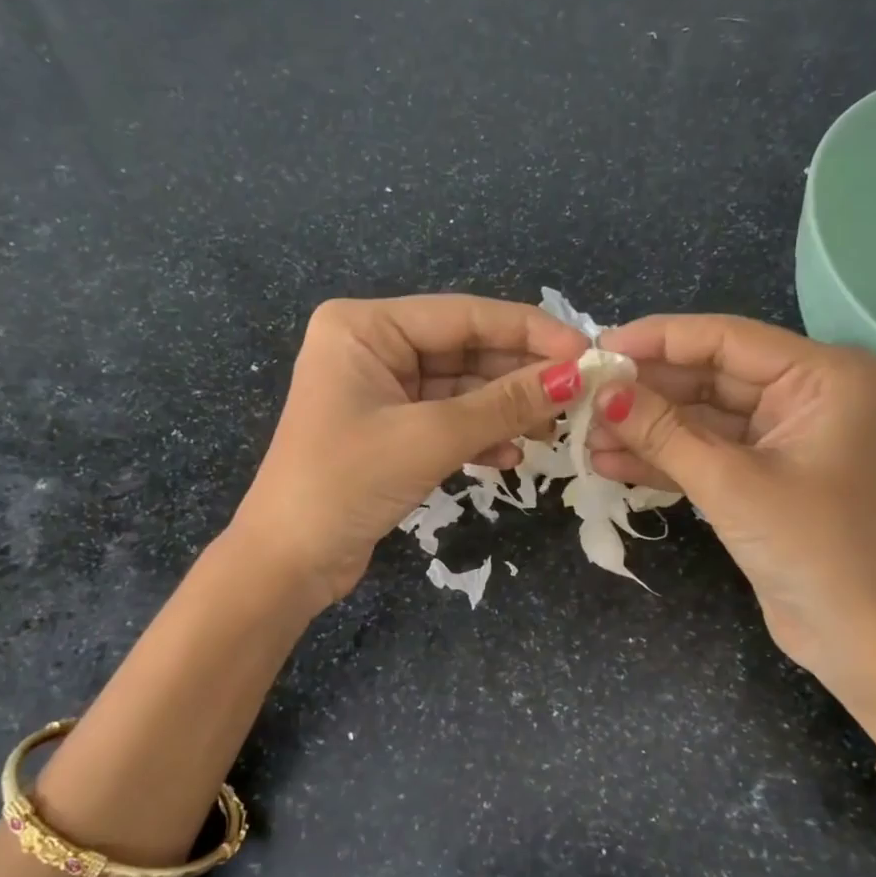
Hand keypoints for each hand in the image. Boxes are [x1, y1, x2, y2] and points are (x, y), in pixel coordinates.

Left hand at [230, 295, 588, 608]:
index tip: (586, 350)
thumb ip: (504, 404)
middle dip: (521, 375)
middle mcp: (373, 348)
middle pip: (465, 349)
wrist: (289, 562)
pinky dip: (480, 435)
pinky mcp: (391, 430)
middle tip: (581, 395)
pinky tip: (511, 455)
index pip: (463, 315)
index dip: (529, 331)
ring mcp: (381, 391)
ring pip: (462, 388)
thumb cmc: (347, 483)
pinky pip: (448, 419)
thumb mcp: (430, 438)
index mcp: (365, 327)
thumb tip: (577, 376)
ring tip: (554, 429)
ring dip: (506, 409)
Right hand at [589, 314, 875, 684]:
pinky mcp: (760, 471)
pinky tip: (609, 461)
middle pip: (709, 376)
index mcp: (821, 376)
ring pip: (700, 416)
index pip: (725, 339)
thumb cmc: (807, 546)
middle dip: (645, 391)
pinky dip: (662, 457)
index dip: (658, 340)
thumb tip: (602, 392)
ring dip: (645, 427)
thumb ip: (662, 432)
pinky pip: (705, 450)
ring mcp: (781, 434)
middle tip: (584, 396)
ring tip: (585, 433)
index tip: (598, 348)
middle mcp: (804, 394)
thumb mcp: (728, 482)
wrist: (849, 633)